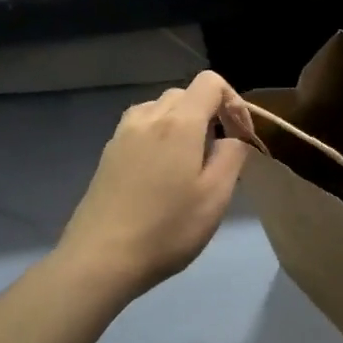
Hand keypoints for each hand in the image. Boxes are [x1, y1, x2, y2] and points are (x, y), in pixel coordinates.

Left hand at [53, 72, 250, 306]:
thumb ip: (233, 156)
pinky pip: (142, 128)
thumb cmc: (167, 228)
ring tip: (192, 161)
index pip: (211, 83)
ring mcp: (122, 135)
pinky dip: (161, 137)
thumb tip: (233, 139)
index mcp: (179, 123)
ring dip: (183, 124)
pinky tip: (163, 174)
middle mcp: (148, 118)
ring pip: (161, 109)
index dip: (234, 102)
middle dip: (210, 114)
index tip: (242, 136)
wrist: (100, 260)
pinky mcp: (108, 155)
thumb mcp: (216, 195)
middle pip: (186, 94)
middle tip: (221, 153)